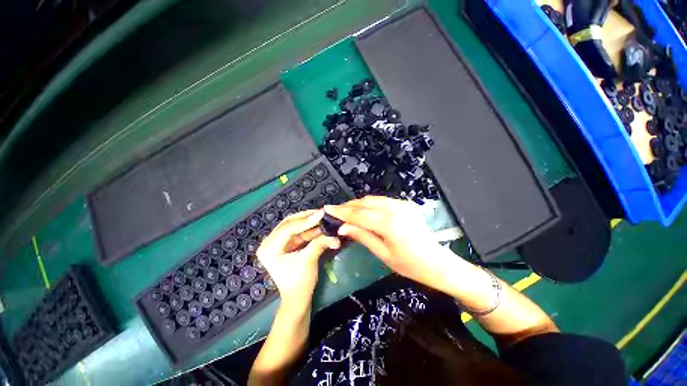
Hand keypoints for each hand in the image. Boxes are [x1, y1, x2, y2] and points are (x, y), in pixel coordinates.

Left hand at [257, 209, 340, 307]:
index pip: (287, 228)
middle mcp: (269, 242)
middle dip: (307, 217)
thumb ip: (319, 244)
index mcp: (268, 249)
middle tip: (322, 212)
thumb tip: (335, 236)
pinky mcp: (286, 244)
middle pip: (289, 223)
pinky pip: (298, 231)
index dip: (305, 220)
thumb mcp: (308, 261)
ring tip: (323, 217)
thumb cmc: (299, 283)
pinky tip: (319, 224)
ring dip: (309, 221)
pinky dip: (309, 228)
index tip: (321, 213)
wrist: (297, 298)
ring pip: (294, 225)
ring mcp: (277, 242)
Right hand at [324, 196, 447, 289]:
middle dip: (347, 206)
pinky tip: (363, 210)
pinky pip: (381, 200)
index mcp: (388, 222)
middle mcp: (394, 208)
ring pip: (372, 199)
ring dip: (357, 204)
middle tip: (334, 211)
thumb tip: (343, 227)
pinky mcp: (404, 204)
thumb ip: (362, 236)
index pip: (358, 214)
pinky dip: (369, 203)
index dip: (341, 211)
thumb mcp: (383, 254)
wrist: (438, 262)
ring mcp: (401, 204)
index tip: (327, 208)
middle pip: (364, 203)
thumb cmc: (410, 264)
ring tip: (346, 211)